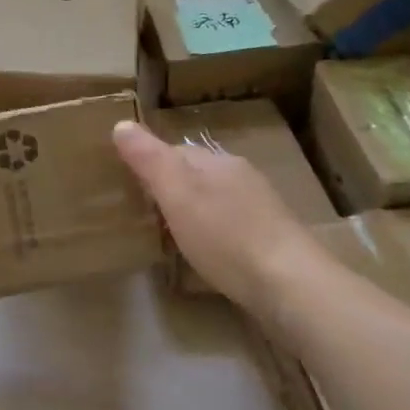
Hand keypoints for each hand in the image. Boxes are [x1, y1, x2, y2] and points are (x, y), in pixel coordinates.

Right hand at [112, 121, 319, 311]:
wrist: (289, 285)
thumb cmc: (226, 235)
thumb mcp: (177, 194)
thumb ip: (149, 159)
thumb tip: (121, 124)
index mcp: (218, 162)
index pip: (174, 151)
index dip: (148, 164)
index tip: (126, 185)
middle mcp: (240, 177)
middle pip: (195, 175)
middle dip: (170, 189)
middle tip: (141, 214)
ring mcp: (260, 209)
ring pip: (214, 201)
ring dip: (192, 213)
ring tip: (167, 236)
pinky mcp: (270, 242)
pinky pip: (230, 228)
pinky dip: (212, 235)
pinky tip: (205, 256)